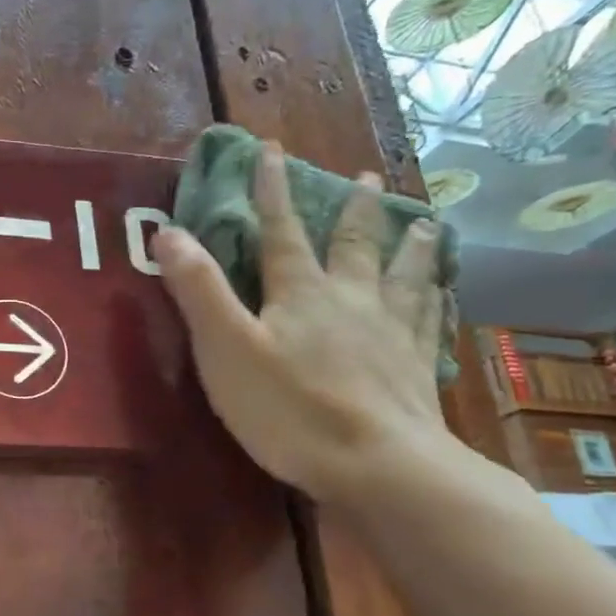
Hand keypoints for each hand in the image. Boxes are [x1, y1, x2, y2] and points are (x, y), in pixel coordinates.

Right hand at [154, 141, 452, 508]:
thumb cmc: (289, 408)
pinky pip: (430, 321)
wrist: (378, 466)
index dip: (272, 190)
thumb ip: (199, 290)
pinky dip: (437, 300)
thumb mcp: (226, 348)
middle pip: (353, 245)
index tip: (272, 150)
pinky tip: (447, 295)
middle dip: (354, 209)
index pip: (281, 230)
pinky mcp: (416, 369)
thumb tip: (168, 232)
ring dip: (411, 246)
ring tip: (426, 221)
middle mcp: (351, 300)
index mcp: (301, 293)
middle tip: (368, 178)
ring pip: (404, 276)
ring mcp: (391, 333)